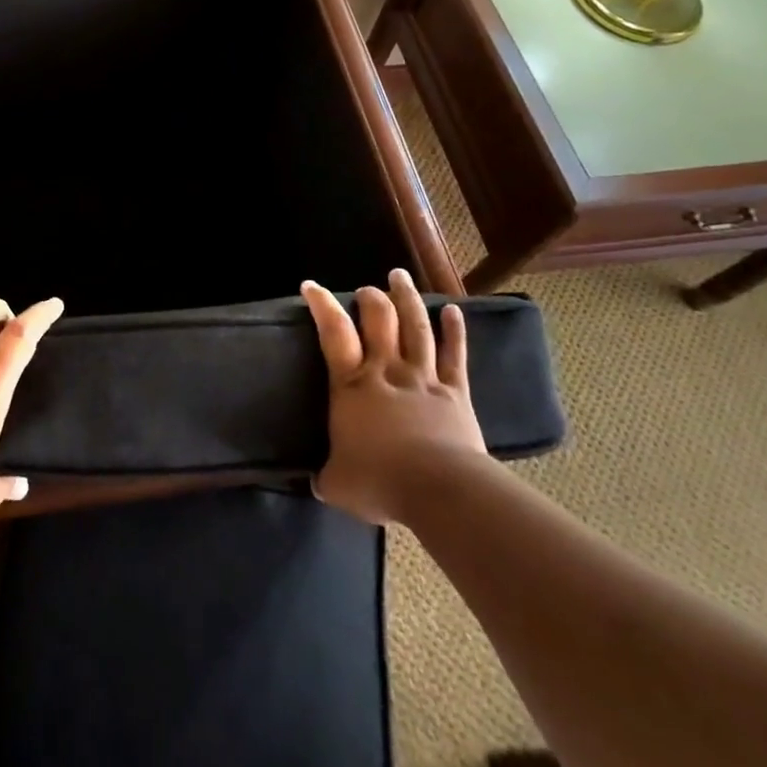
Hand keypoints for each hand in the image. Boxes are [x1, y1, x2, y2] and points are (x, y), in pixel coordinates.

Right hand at [300, 270, 486, 523]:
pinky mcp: (456, 392)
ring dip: (407, 299)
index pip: (333, 333)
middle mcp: (386, 370)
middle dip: (371, 297)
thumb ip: (326, 476)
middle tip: (367, 289)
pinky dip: (454, 330)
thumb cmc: (381, 481)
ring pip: (416, 327)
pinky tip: (452, 309)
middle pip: (379, 319)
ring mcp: (423, 377)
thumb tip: (316, 482)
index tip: (311, 285)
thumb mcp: (338, 484)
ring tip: (400, 276)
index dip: (322, 305)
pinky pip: (455, 355)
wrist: (439, 491)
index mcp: (352, 385)